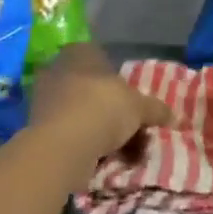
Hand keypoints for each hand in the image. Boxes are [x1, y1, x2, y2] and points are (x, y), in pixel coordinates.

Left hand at [29, 44, 171, 165]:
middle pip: (93, 89)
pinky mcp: (37, 130)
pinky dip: (86, 144)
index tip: (133, 102)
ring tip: (122, 152)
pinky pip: (70, 134)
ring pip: (82, 113)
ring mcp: (45, 100)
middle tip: (132, 130)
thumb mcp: (139, 107)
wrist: (62, 147)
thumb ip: (155, 109)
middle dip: (112, 110)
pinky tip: (103, 161)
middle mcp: (59, 70)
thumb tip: (175, 116)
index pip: (103, 59)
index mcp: (81, 52)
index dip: (120, 81)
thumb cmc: (103, 109)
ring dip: (100, 130)